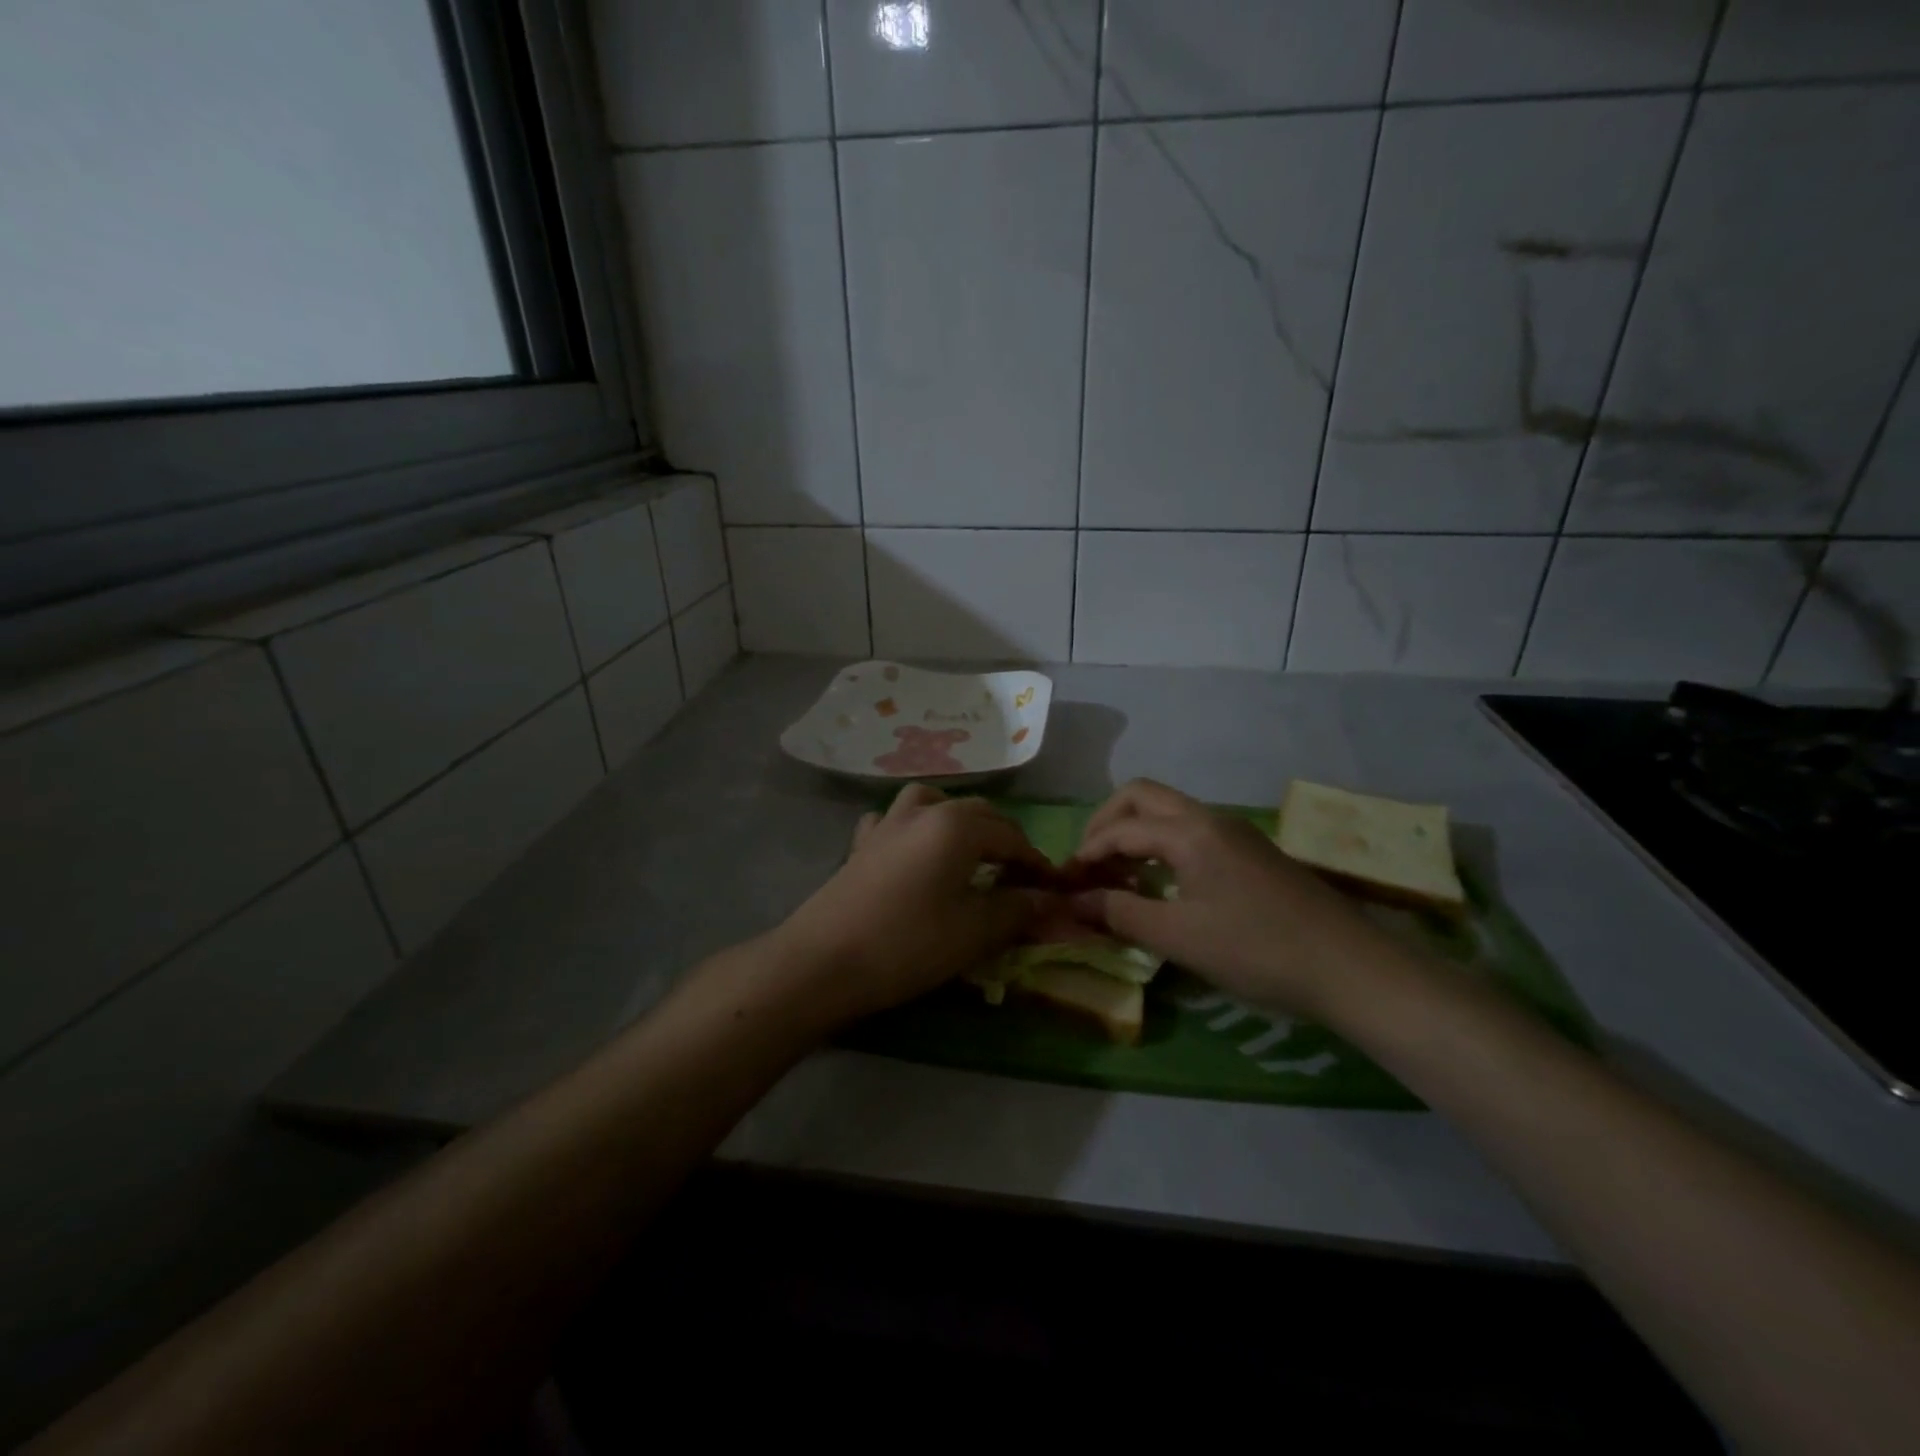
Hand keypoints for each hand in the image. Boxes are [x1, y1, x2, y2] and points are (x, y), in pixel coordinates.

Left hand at [775, 784, 1058, 1025]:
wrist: (822, 961)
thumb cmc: (907, 944)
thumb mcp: (973, 932)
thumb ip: (1016, 910)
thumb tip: (1049, 900)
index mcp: (957, 827)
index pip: (1011, 837)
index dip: (1036, 862)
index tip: (1053, 888)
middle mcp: (923, 813)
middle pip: (976, 812)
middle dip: (1004, 837)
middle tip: (1018, 874)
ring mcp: (886, 824)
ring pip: (932, 803)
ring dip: (958, 820)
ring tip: (968, 850)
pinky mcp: (860, 844)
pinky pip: (893, 821)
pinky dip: (911, 828)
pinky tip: (911, 851)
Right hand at [1067, 779, 1391, 1017]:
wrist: (1350, 968)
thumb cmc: (1257, 950)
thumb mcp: (1179, 937)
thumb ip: (1120, 913)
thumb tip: (1074, 901)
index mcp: (1190, 831)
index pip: (1121, 828)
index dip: (1086, 853)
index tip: (1065, 884)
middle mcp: (1210, 818)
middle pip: (1142, 796)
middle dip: (1106, 823)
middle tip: (1088, 863)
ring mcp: (1235, 832)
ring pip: (1168, 812)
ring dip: (1134, 833)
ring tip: (1116, 877)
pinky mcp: (1251, 852)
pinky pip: (1190, 832)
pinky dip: (1160, 846)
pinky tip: (1159, 885)